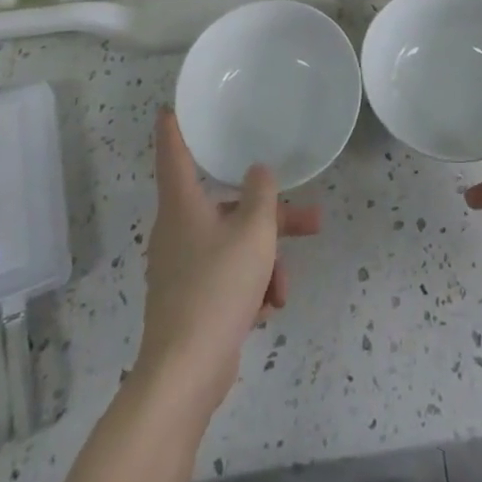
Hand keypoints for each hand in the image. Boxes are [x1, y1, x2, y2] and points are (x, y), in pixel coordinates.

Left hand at [136, 108, 320, 411]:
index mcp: (182, 205)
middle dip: (270, 215)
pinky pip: (227, 277)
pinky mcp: (190, 302)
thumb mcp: (253, 231)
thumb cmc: (218, 286)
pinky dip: (249, 286)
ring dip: (265, 259)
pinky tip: (268, 308)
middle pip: (226, 206)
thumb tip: (257, 172)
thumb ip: (262, 194)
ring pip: (233, 245)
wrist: (185, 374)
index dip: (174, 128)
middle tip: (310, 217)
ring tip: (286, 287)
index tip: (171, 107)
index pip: (174, 153)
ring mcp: (181, 268)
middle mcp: (177, 230)